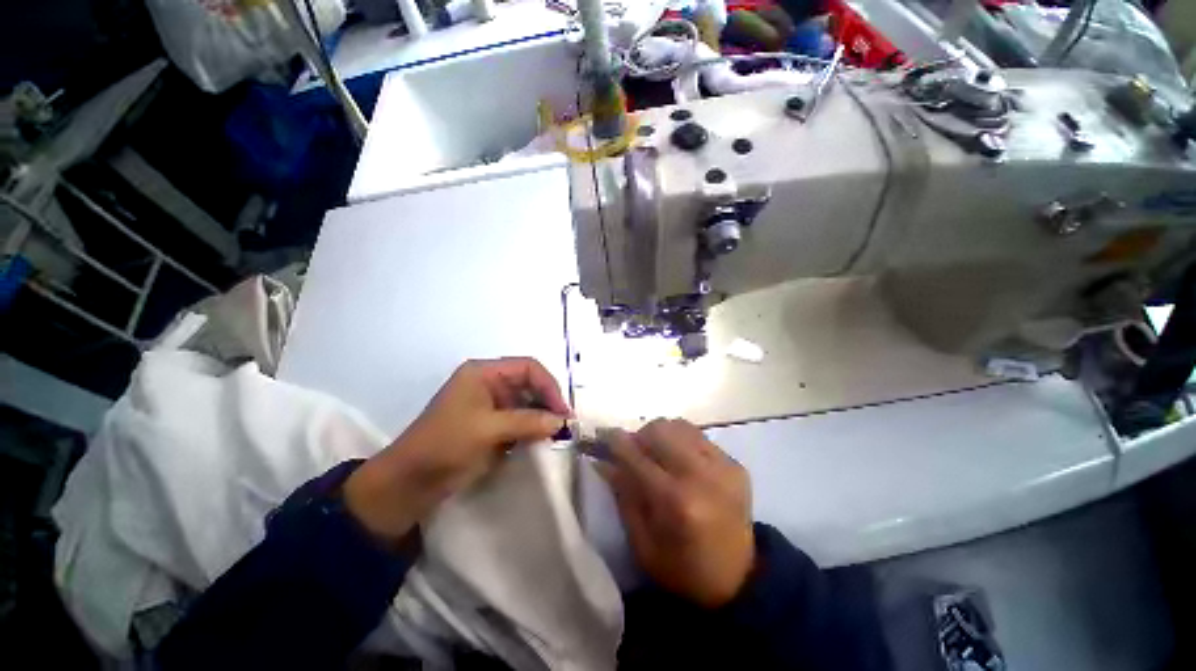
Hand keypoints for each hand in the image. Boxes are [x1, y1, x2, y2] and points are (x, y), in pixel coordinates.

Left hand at [344, 358, 570, 544]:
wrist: (409, 483)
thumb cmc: (445, 445)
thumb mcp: (488, 430)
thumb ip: (527, 422)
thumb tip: (561, 421)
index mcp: (483, 373)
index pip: (527, 368)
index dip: (548, 385)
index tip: (562, 410)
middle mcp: (489, 384)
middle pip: (529, 384)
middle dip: (548, 402)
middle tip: (564, 424)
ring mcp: (490, 405)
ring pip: (527, 403)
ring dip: (542, 417)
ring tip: (557, 434)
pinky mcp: (491, 425)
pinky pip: (520, 420)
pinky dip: (532, 429)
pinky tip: (541, 440)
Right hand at [598, 419, 754, 607]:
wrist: (739, 580)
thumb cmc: (682, 570)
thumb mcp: (642, 544)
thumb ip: (624, 496)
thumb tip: (604, 460)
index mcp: (675, 502)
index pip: (636, 456)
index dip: (615, 442)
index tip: (603, 436)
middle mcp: (701, 476)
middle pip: (659, 430)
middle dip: (639, 436)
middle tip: (633, 452)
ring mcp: (723, 466)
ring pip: (678, 426)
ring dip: (660, 435)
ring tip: (657, 454)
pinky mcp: (735, 464)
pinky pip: (698, 435)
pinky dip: (681, 440)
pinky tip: (680, 460)